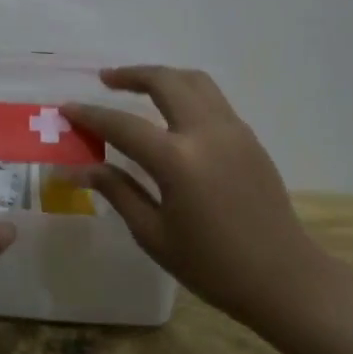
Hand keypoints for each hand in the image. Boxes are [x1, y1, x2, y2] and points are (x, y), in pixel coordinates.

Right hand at [63, 67, 341, 337]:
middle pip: (164, 81)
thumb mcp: (154, 235)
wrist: (284, 279)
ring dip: (163, 76)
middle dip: (131, 74)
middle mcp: (206, 132)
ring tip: (138, 84)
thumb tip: (78, 167)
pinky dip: (186, 92)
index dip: (91, 115)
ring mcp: (233, 130)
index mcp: (178, 161)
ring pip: (194, 81)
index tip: (67, 107)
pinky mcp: (248, 137)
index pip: (123, 125)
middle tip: (106, 80)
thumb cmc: (213, 266)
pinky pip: (212, 98)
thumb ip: (117, 191)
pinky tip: (172, 112)